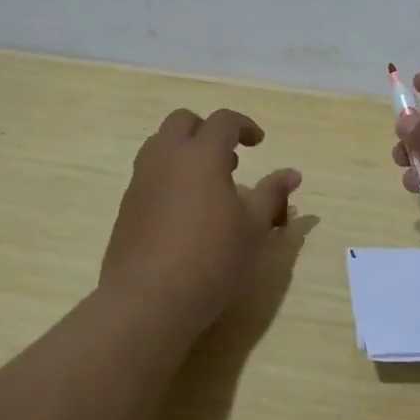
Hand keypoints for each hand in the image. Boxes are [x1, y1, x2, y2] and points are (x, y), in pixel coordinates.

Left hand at [101, 108, 300, 327]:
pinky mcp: (126, 205)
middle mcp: (166, 157)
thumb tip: (292, 174)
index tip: (258, 144)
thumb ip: (272, 194)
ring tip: (207, 185)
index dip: (244, 126)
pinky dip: (169, 175)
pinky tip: (184, 212)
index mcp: (201, 154)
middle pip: (183, 121)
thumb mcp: (254, 228)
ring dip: (185, 151)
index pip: (223, 120)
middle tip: (229, 160)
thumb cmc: (212, 258)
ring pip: (160, 144)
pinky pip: (149, 173)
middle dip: (207, 130)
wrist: (147, 299)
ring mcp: (141, 179)